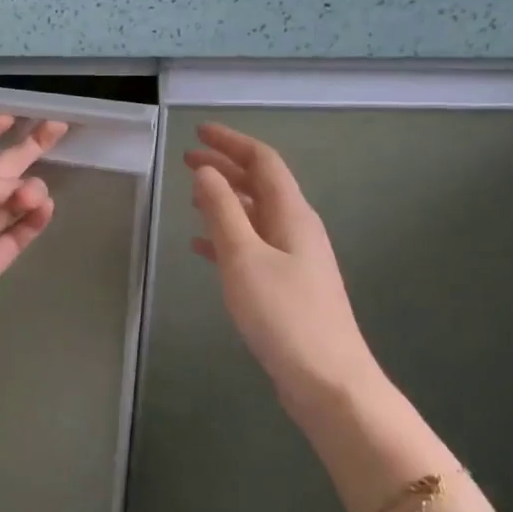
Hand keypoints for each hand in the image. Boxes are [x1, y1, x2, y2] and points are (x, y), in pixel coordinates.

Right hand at [184, 123, 384, 411]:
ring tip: (191, 195)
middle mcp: (297, 229)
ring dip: (225, 200)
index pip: (263, 161)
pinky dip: (226, 236)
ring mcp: (294, 258)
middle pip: (260, 185)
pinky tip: (202, 246)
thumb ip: (223, 211)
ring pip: (255, 215)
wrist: (326, 379)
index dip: (231, 142)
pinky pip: (252, 246)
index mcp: (292, 215)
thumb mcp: (244, 258)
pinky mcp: (286, 285)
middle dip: (225, 167)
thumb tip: (205, 171)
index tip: (198, 131)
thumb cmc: (283, 314)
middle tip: (186, 159)